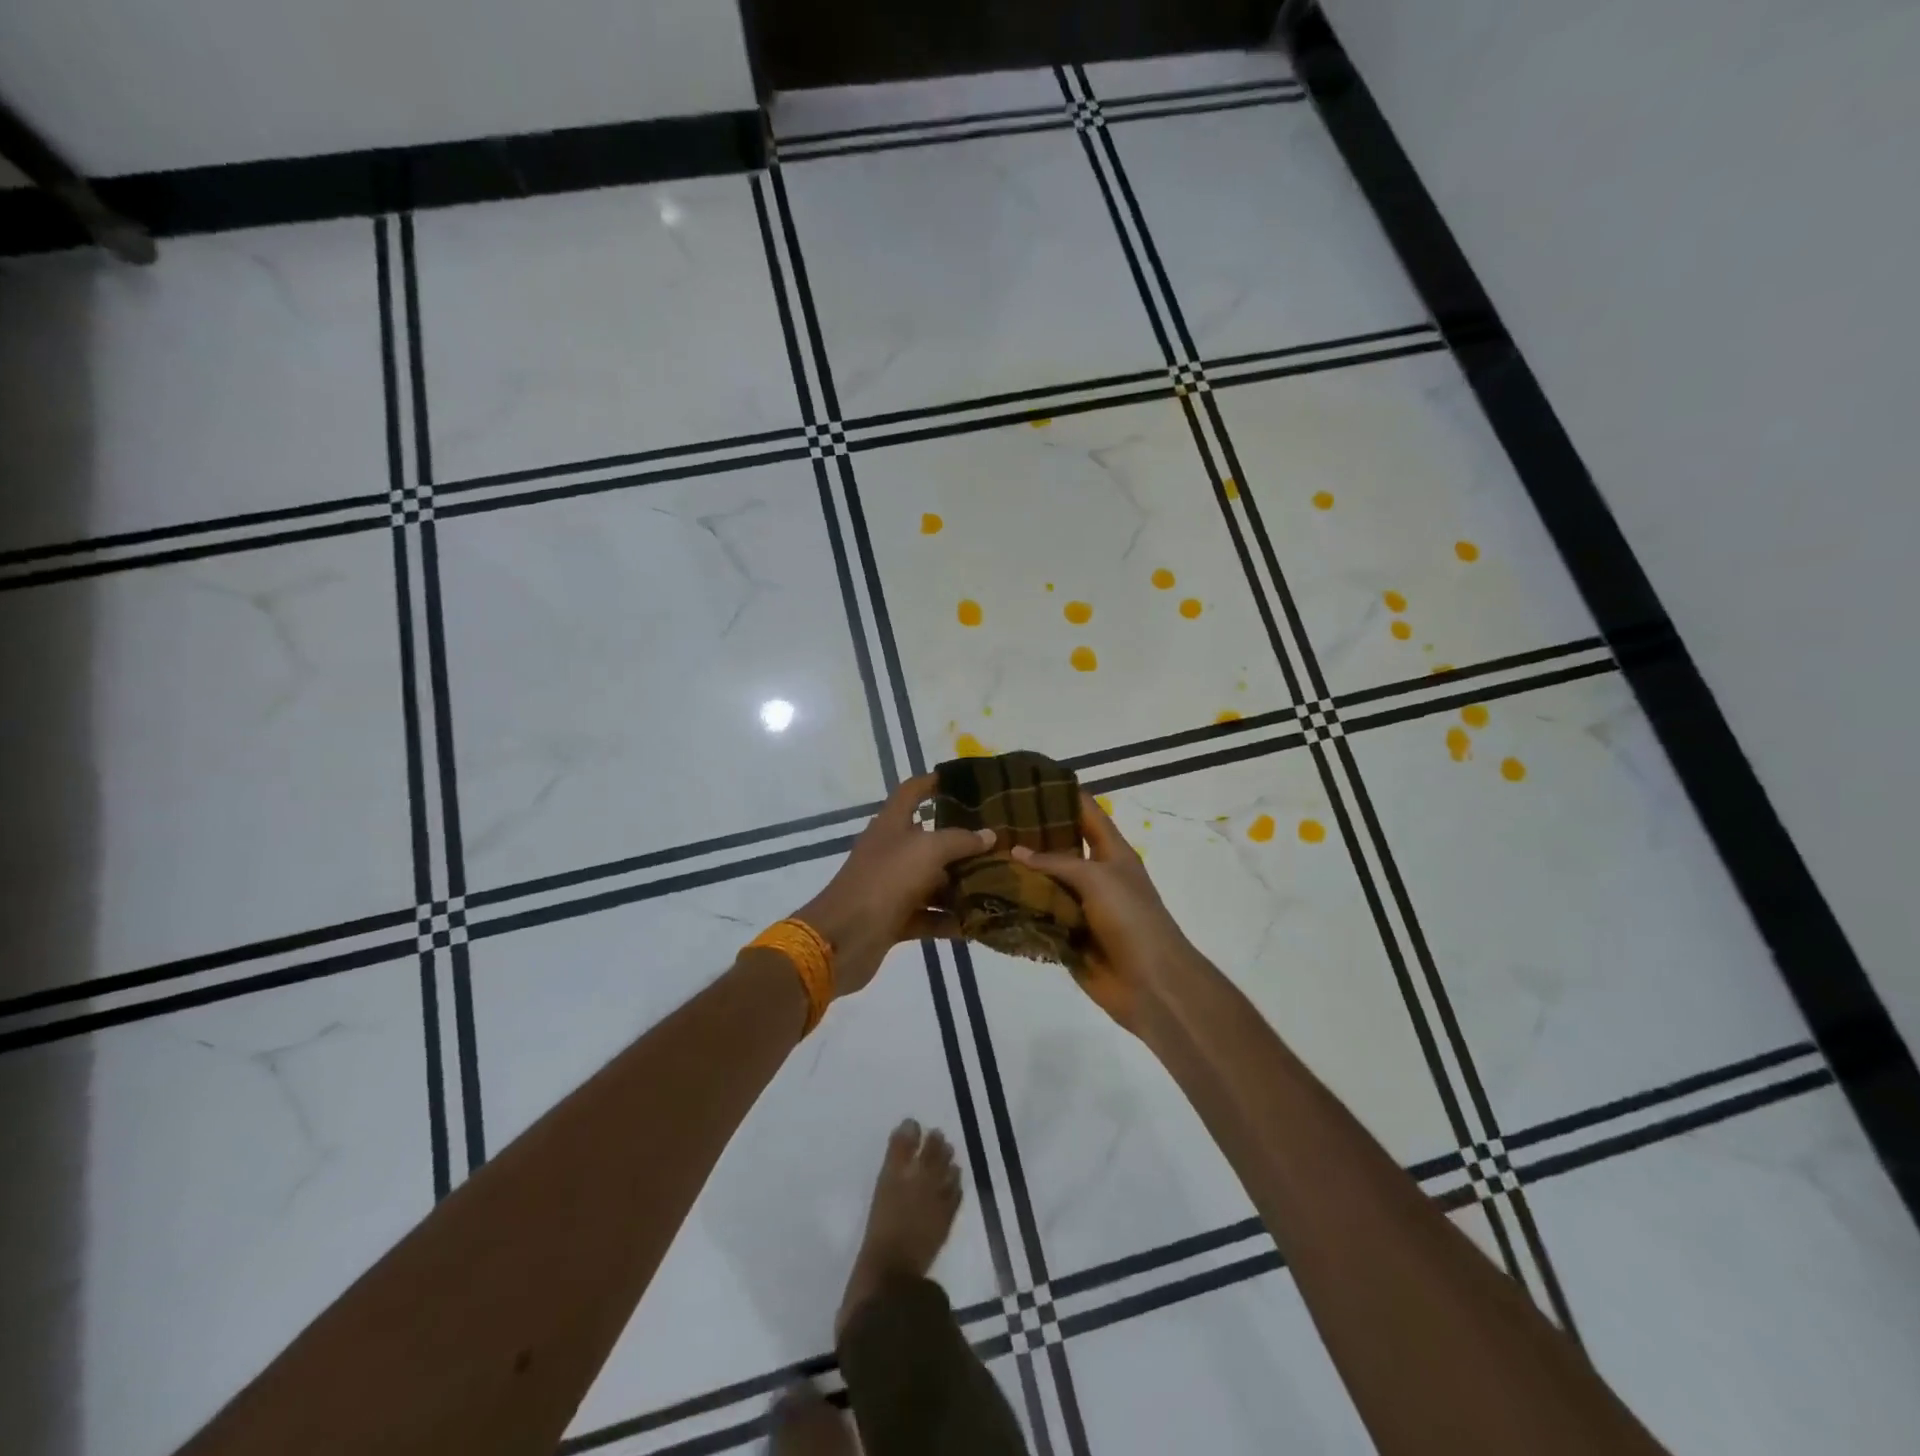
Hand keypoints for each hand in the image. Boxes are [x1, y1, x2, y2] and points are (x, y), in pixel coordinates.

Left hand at [794, 773, 994, 997]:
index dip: (931, 782)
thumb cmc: (885, 881)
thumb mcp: (927, 851)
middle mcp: (891, 851)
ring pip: (932, 881)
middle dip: (961, 842)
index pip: (911, 792)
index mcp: (891, 824)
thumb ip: (960, 841)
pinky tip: (977, 924)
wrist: (843, 938)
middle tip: (997, 842)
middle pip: (929, 839)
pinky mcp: (894, 919)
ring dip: (960, 884)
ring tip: (998, 884)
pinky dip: (949, 919)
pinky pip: (928, 915)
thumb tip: (989, 835)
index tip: (959, 781)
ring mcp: (891, 886)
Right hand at [1011, 793, 1199, 1032]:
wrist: (1150, 982)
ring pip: (1044, 881)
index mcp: (1111, 852)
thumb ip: (1057, 861)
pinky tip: (988, 894)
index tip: (1026, 780)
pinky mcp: (1066, 934)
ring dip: (1019, 872)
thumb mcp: (1097, 878)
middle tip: (990, 818)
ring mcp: (1079, 905)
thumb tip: (1017, 851)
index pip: (1085, 811)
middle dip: (1030, 834)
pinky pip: (1038, 914)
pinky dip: (1018, 906)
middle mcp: (1094, 874)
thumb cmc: (1131, 918)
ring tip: (982, 853)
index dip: (1061, 794)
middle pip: (1059, 846)